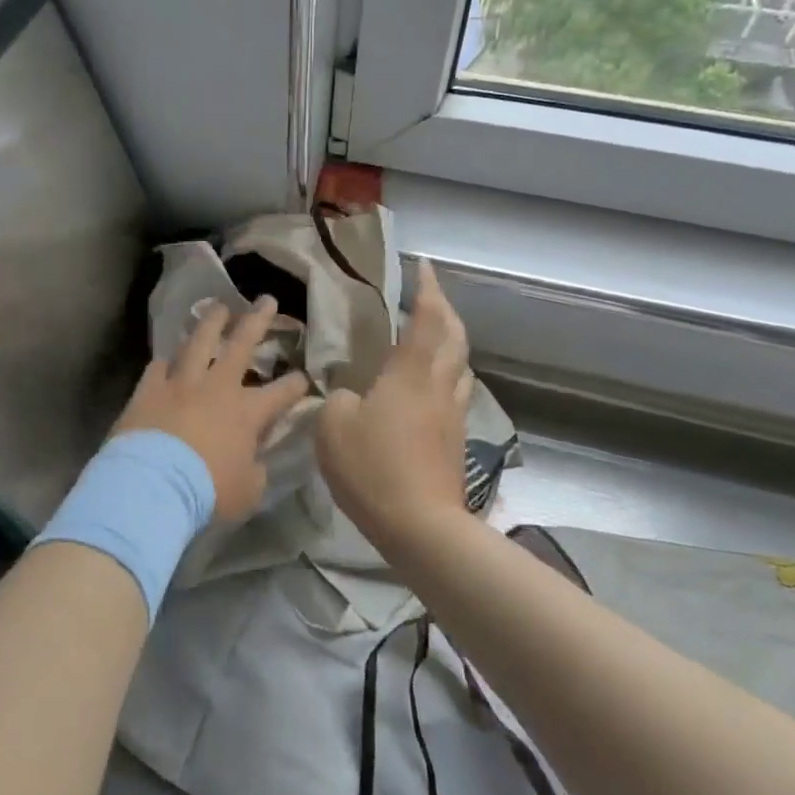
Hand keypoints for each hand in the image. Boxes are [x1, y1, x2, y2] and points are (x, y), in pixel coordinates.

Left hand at [110, 296, 309, 523]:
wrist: (152, 485)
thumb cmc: (207, 492)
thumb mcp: (247, 492)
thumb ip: (255, 470)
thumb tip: (255, 461)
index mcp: (248, 413)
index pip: (282, 393)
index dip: (296, 384)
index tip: (305, 377)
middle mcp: (217, 387)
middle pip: (241, 344)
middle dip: (258, 320)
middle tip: (266, 300)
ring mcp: (181, 383)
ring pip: (199, 341)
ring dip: (211, 323)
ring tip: (219, 307)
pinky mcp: (149, 389)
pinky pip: (159, 367)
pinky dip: (166, 361)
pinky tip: (167, 357)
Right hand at [317, 259, 472, 550]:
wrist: (422, 527)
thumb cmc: (373, 468)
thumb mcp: (333, 427)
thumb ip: (337, 399)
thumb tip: (350, 394)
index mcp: (410, 374)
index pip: (426, 320)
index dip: (427, 290)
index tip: (424, 267)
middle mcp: (438, 386)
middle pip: (454, 338)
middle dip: (446, 310)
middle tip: (432, 294)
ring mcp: (452, 415)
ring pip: (461, 366)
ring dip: (453, 342)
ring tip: (437, 335)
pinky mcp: (456, 442)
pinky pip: (457, 393)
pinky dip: (449, 375)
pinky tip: (435, 385)